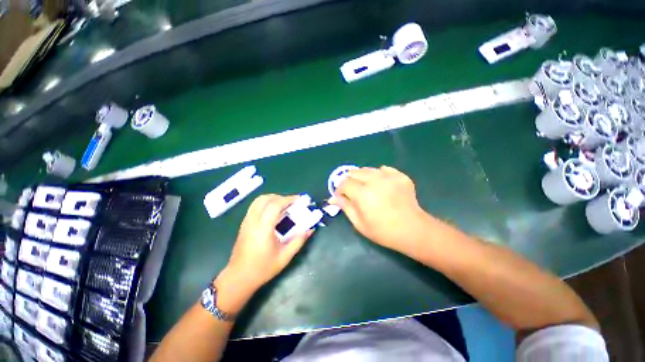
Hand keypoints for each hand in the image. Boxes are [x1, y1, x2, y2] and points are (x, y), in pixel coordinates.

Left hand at [218, 195, 311, 298]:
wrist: (239, 278)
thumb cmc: (263, 268)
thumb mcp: (285, 257)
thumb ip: (298, 241)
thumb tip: (310, 229)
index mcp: (263, 229)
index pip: (274, 205)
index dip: (288, 199)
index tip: (299, 200)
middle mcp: (253, 221)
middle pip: (265, 199)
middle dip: (281, 197)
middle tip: (292, 203)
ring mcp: (246, 221)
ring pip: (258, 200)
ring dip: (272, 198)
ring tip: (283, 205)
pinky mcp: (244, 224)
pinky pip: (255, 206)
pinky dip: (266, 203)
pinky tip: (273, 212)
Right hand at [330, 166, 428, 254]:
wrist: (412, 230)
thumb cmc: (383, 231)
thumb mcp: (359, 223)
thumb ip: (345, 207)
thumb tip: (333, 197)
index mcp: (362, 194)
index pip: (344, 183)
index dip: (340, 189)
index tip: (342, 196)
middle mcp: (374, 181)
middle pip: (354, 172)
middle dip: (350, 181)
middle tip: (354, 192)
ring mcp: (389, 177)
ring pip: (368, 169)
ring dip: (362, 177)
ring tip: (366, 187)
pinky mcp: (400, 176)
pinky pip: (384, 169)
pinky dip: (379, 174)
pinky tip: (381, 184)